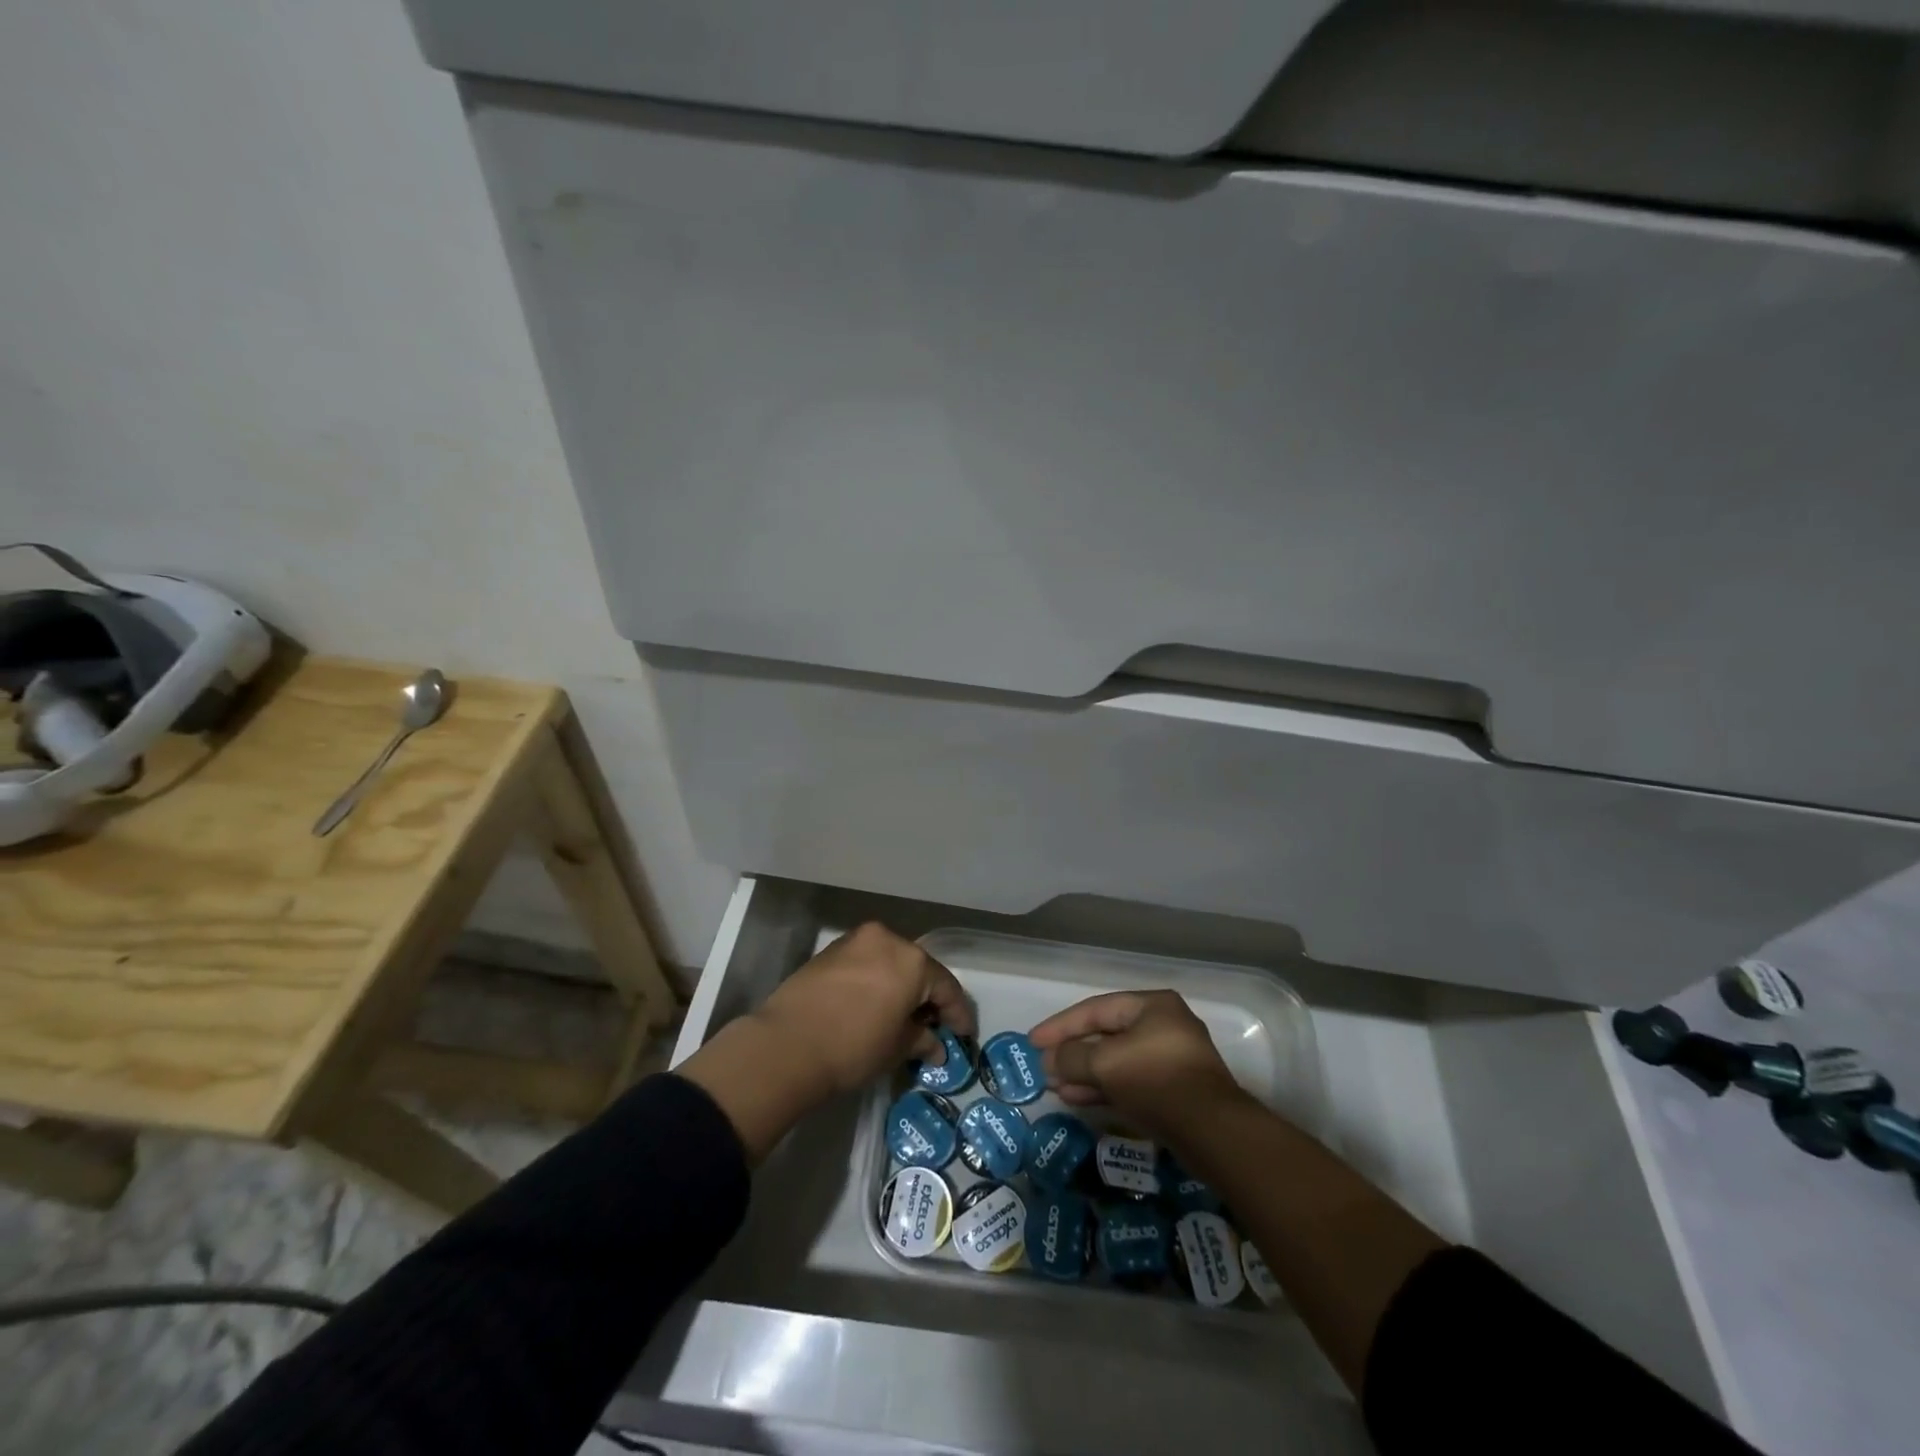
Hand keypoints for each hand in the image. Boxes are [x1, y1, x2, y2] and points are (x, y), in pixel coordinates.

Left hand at [680, 923, 973, 1162]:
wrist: (786, 1044)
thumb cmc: (853, 1047)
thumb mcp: (896, 1049)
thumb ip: (921, 1040)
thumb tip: (935, 1045)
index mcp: (912, 960)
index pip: (947, 986)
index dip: (958, 1014)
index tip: (963, 1035)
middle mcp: (888, 940)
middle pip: (919, 968)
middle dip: (928, 997)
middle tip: (934, 1026)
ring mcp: (856, 941)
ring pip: (891, 962)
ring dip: (900, 986)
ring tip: (902, 1016)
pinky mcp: (831, 950)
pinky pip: (866, 963)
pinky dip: (877, 980)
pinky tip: (874, 1004)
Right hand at [1028, 990, 1245, 1140]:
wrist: (1213, 1132)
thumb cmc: (1156, 1081)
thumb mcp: (1105, 1064)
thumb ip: (1071, 1057)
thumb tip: (1050, 1061)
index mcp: (1152, 1006)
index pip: (1095, 1009)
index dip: (1060, 1025)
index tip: (1033, 1042)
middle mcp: (1163, 1025)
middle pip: (1106, 1034)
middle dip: (1073, 1052)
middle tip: (1043, 1066)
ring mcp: (1170, 1058)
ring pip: (1116, 1061)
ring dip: (1084, 1073)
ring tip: (1055, 1087)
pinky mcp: (1173, 1090)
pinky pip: (1129, 1081)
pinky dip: (1103, 1088)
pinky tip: (1077, 1098)